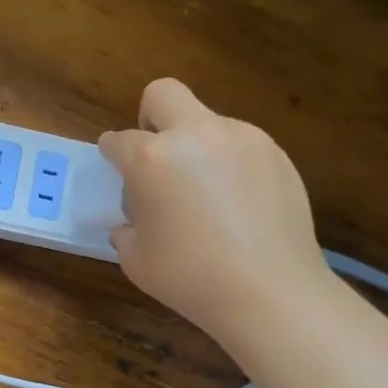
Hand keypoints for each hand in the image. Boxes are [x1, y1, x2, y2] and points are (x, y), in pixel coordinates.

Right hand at [99, 78, 327, 351]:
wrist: (270, 292)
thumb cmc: (191, 278)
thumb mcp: (136, 259)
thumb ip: (127, 228)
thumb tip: (133, 221)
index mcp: (152, 158)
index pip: (118, 140)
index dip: (112, 154)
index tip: (115, 167)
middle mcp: (195, 135)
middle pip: (164, 94)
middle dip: (150, 117)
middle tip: (156, 156)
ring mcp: (241, 138)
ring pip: (207, 121)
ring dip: (196, 145)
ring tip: (206, 195)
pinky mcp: (275, 154)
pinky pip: (240, 146)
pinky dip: (230, 164)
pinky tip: (238, 205)